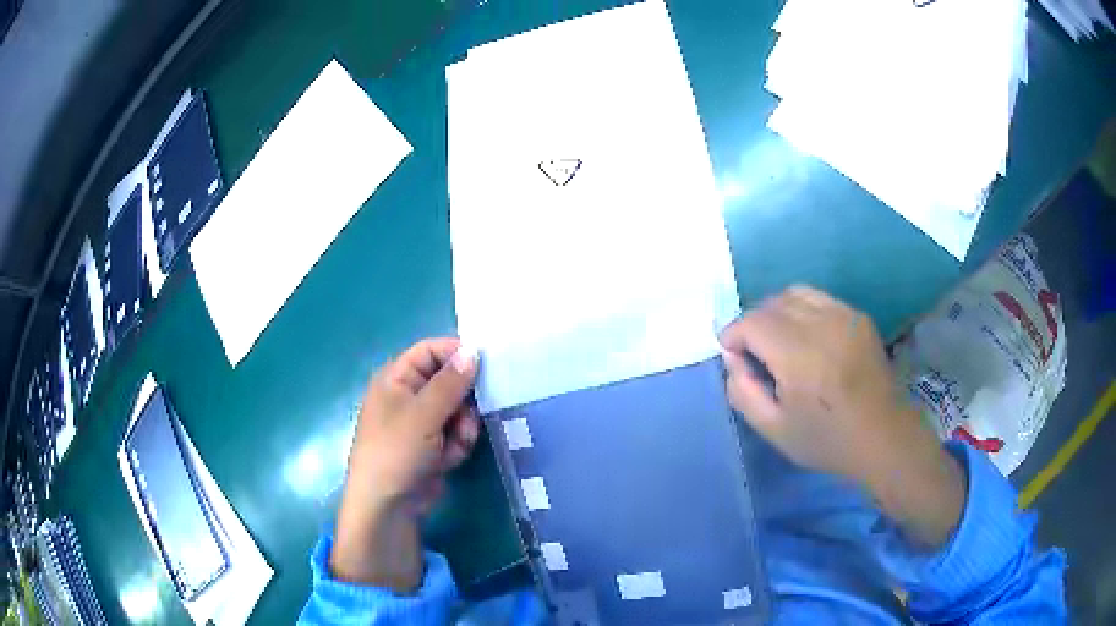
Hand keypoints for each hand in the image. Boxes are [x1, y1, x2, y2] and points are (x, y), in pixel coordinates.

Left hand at [330, 338, 479, 590]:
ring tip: (456, 445)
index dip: (457, 354)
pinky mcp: (431, 445)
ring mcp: (420, 422)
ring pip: (458, 410)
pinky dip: (457, 445)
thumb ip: (451, 382)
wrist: (387, 506)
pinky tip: (449, 461)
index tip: (487, 366)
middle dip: (464, 401)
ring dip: (463, 427)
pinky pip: (455, 433)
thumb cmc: (396, 452)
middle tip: (469, 417)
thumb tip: (473, 350)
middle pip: (449, 381)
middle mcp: (408, 395)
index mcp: (396, 378)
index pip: (431, 351)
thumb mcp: (423, 414)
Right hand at [720, 286, 964, 546]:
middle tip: (754, 352)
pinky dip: (802, 311)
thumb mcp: (774, 429)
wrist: (883, 436)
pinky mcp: (858, 317)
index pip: (753, 322)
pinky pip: (819, 299)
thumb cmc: (827, 440)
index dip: (734, 333)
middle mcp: (822, 325)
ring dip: (777, 312)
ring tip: (779, 341)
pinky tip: (808, 339)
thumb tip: (732, 358)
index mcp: (799, 357)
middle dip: (754, 323)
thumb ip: (743, 392)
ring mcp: (844, 316)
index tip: (732, 353)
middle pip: (772, 303)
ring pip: (795, 294)